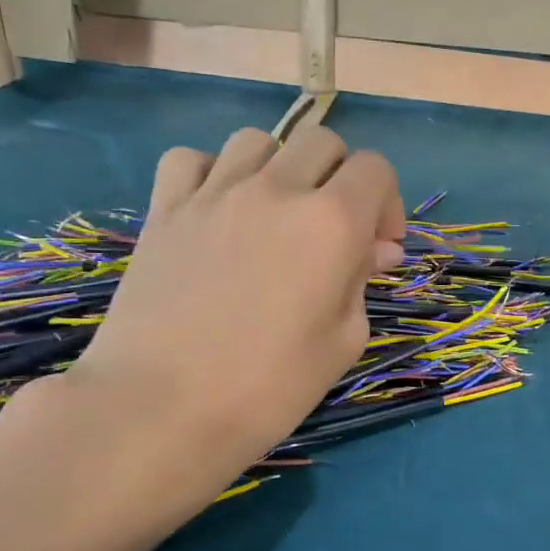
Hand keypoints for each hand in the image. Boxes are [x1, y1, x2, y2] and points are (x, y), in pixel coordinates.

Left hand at [7, 121, 403, 513]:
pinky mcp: (164, 209)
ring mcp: (213, 193)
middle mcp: (276, 189)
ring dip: (279, 168)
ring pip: (258, 141)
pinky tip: (217, 212)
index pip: (375, 168)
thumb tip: (374, 249)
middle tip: (333, 230)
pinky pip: (192, 159)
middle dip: (340, 177)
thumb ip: (363, 280)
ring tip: (274, 216)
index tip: (378, 247)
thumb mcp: (344, 340)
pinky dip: (212, 174)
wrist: (162, 409)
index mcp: (332, 222)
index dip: (387, 203)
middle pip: (321, 142)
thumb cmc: (270, 386)